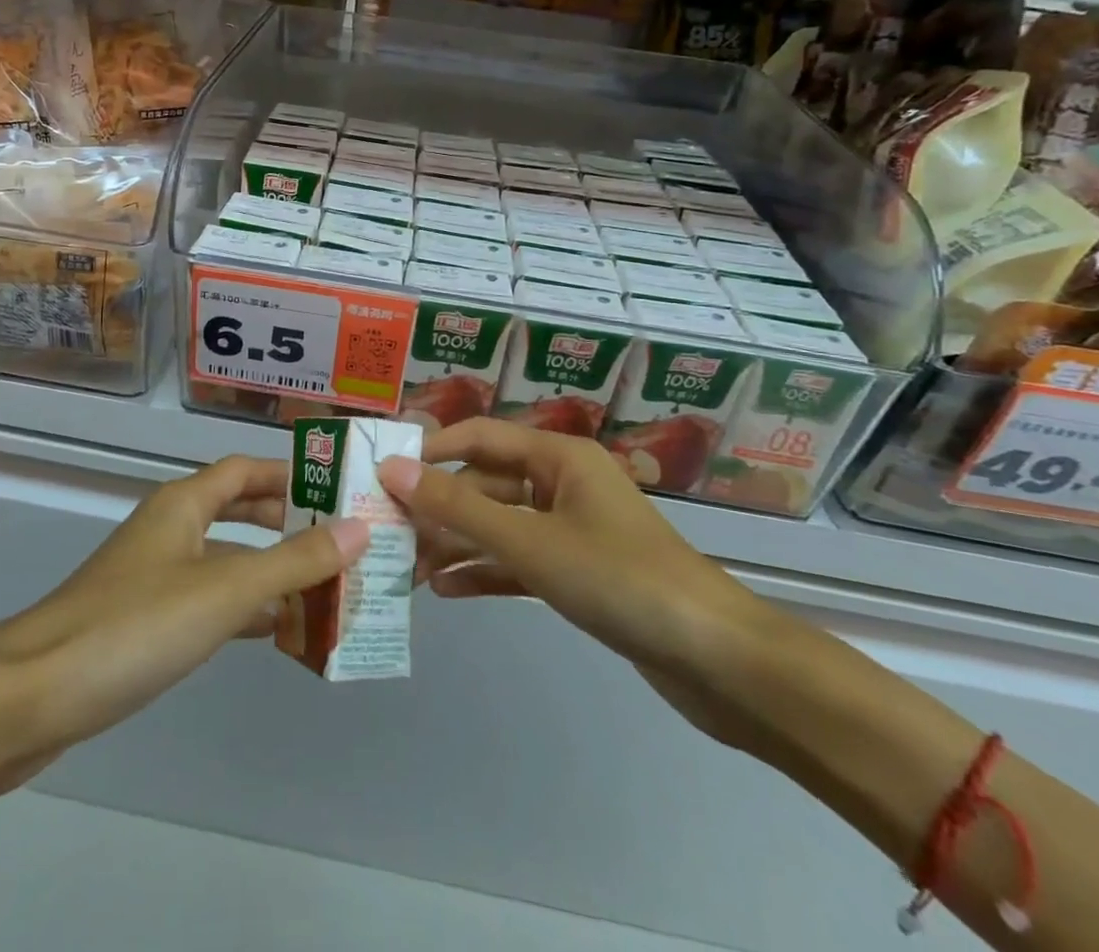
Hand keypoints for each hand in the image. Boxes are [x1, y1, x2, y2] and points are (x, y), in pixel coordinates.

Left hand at [0, 455, 366, 801]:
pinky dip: (243, 609)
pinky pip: (207, 601)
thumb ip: (293, 561)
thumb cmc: (134, 626)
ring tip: (324, 589)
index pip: (245, 469)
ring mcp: (153, 577)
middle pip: (237, 511)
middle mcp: (169, 529)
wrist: (32, 697)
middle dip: (286, 522)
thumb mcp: (225, 590)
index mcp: (183, 504)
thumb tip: (358, 528)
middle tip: (339, 540)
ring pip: (225, 560)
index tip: (336, 487)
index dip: (289, 473)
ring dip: (269, 570)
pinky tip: (274, 631)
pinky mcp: (143, 622)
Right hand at [379, 418, 777, 743]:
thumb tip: (392, 470)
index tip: (381, 473)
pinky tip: (447, 591)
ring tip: (408, 572)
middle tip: (387, 534)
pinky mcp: (579, 572)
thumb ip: (458, 507)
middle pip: (485, 483)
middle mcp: (562, 483)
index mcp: (557, 457)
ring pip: (499, 525)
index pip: (478, 437)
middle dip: (439, 509)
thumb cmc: (620, 579)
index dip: (429, 450)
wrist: (718, 661)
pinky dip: (485, 572)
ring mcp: (571, 529)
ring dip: (456, 544)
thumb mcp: (530, 541)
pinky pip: (519, 561)